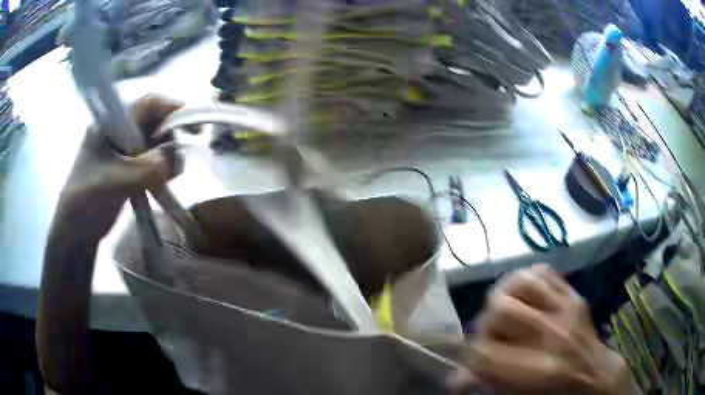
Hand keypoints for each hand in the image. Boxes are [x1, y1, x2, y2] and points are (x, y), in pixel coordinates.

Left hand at [50, 94, 182, 244]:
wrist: (77, 232)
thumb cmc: (85, 201)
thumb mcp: (112, 182)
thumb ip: (141, 171)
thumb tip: (172, 161)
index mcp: (110, 123)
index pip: (146, 104)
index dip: (170, 108)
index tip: (191, 124)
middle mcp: (120, 130)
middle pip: (156, 121)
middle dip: (171, 137)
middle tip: (178, 159)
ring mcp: (125, 149)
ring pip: (158, 142)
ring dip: (169, 157)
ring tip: (168, 178)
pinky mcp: (130, 167)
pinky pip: (154, 160)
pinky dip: (164, 169)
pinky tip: (163, 183)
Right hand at [448, 265, 633, 394]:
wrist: (593, 375)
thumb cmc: (553, 392)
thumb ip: (487, 384)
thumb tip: (455, 379)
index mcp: (537, 370)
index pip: (484, 351)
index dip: (472, 354)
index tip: (475, 358)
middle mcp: (552, 335)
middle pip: (501, 309)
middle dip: (488, 322)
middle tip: (493, 334)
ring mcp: (566, 309)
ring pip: (521, 282)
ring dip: (506, 295)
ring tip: (507, 310)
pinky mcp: (573, 295)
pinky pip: (543, 272)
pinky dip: (528, 279)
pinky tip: (526, 295)